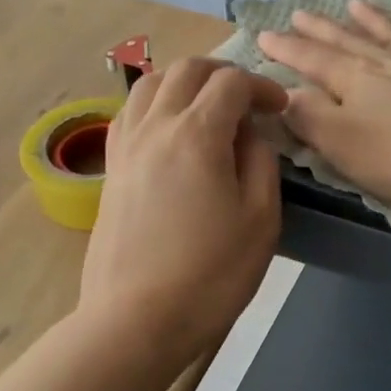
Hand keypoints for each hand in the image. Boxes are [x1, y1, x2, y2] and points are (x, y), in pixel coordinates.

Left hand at [80, 58, 286, 358]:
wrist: (138, 320)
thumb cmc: (211, 274)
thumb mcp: (261, 219)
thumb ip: (261, 163)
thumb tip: (249, 134)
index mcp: (196, 135)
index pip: (230, 83)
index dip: (261, 87)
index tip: (280, 109)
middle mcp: (154, 127)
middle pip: (185, 71)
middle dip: (222, 74)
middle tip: (248, 99)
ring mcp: (125, 147)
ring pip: (149, 84)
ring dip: (184, 83)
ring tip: (208, 107)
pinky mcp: (111, 170)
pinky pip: (130, 113)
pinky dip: (155, 104)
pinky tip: (171, 131)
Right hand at [258, 0, 390, 209]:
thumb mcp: (341, 144)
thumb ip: (309, 117)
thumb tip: (285, 94)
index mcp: (352, 78)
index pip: (310, 59)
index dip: (285, 49)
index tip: (264, 35)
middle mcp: (387, 62)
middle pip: (347, 41)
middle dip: (320, 29)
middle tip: (299, 12)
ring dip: (370, 20)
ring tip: (354, 3)